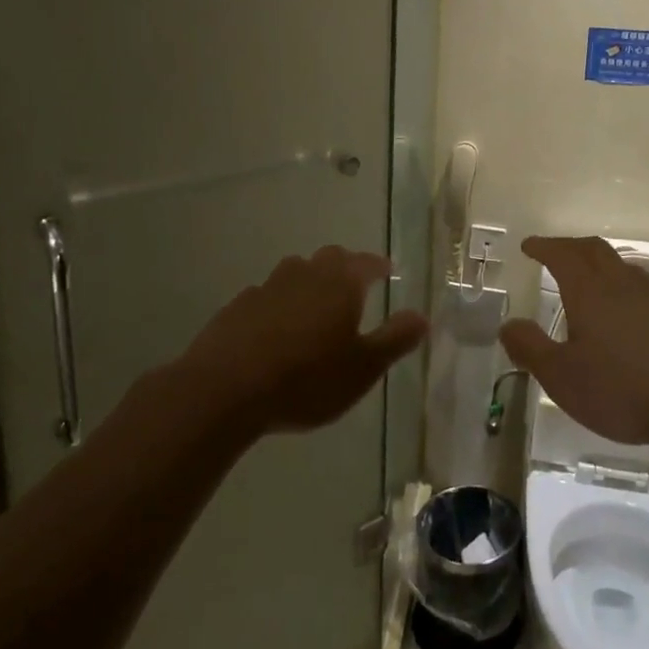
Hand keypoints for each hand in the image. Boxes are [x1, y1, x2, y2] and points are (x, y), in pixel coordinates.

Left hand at [182, 246, 427, 436]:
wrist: (225, 389)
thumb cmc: (307, 378)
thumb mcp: (363, 367)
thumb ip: (395, 339)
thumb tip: (423, 316)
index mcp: (340, 283)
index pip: (366, 263)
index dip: (379, 266)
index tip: (389, 272)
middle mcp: (305, 274)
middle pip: (330, 259)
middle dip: (346, 268)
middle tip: (355, 286)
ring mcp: (267, 287)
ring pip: (295, 273)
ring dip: (310, 283)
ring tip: (316, 307)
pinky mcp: (238, 306)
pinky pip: (267, 296)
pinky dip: (279, 304)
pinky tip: (276, 330)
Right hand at [499, 236, 648, 449]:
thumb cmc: (624, 390)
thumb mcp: (563, 378)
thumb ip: (531, 349)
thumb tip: (508, 325)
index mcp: (590, 291)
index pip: (562, 254)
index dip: (544, 246)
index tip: (530, 245)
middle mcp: (623, 283)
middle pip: (594, 249)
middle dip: (570, 246)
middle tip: (555, 253)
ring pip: (623, 267)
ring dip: (601, 265)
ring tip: (591, 282)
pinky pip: (646, 289)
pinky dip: (627, 289)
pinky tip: (631, 315)